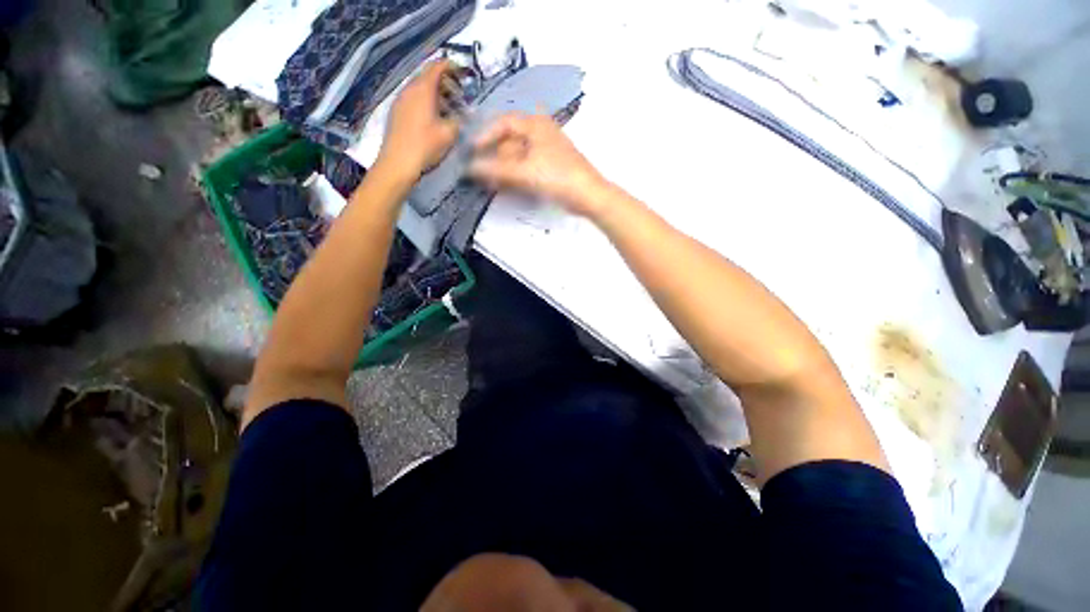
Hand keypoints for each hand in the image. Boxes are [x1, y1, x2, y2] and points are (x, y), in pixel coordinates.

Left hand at [377, 60, 460, 179]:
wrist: (398, 163)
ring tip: (449, 108)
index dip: (451, 66)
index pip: (436, 67)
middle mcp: (409, 89)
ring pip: (420, 88)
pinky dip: (426, 102)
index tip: (463, 72)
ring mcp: (401, 100)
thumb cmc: (425, 146)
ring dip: (436, 94)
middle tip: (459, 94)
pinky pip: (414, 99)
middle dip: (445, 81)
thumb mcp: (449, 134)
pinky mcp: (397, 112)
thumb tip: (466, 114)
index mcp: (423, 89)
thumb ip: (459, 120)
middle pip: (427, 76)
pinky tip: (434, 117)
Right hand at [469, 113, 609, 217]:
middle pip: (510, 139)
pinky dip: (515, 173)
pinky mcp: (550, 166)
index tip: (472, 151)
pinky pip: (526, 165)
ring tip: (491, 179)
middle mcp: (541, 132)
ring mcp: (547, 150)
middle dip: (494, 154)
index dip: (486, 135)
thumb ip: (496, 169)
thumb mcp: (524, 171)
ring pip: (518, 154)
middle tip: (481, 170)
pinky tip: (506, 183)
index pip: (503, 122)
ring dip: (503, 166)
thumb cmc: (557, 176)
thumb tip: (469, 168)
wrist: (587, 195)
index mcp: (535, 124)